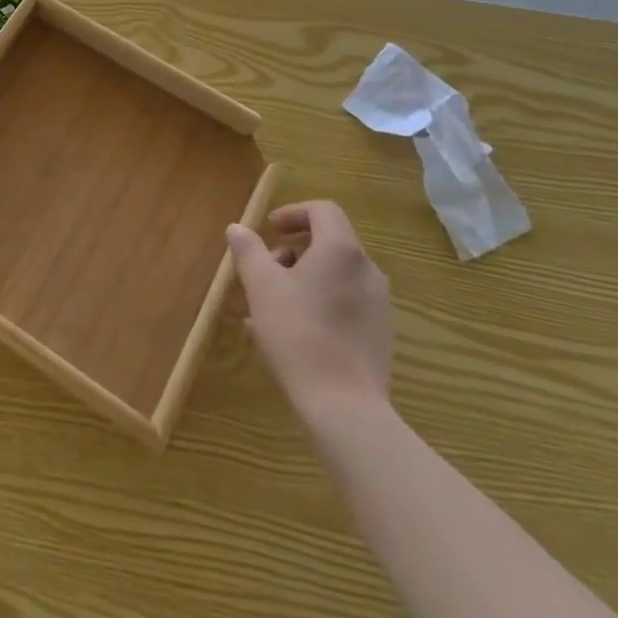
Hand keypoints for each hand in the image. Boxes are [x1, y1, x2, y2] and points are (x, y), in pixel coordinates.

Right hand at [227, 202, 391, 421]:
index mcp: (341, 250)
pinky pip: (346, 301)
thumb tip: (237, 228)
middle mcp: (367, 269)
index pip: (323, 210)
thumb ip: (249, 251)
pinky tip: (295, 331)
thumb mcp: (261, 286)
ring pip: (337, 274)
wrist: (344, 406)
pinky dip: (320, 301)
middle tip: (266, 269)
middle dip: (294, 249)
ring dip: (305, 277)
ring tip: (274, 304)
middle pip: (330, 241)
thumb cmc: (298, 334)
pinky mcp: (380, 333)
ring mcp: (378, 304)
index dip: (293, 213)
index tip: (270, 229)